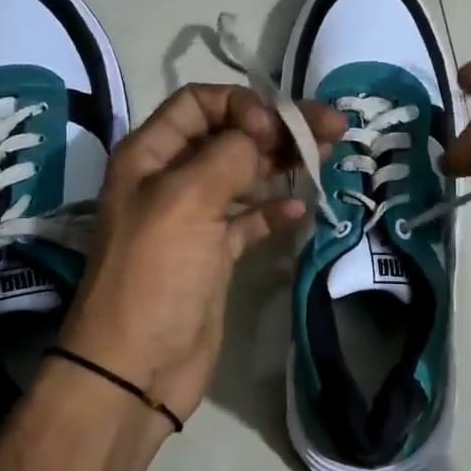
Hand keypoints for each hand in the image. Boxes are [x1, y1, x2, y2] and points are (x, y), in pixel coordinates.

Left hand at [60, 84, 343, 425]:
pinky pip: (249, 219)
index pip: (199, 103)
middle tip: (333, 126)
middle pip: (230, 135)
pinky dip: (274, 209)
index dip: (241, 106)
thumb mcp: (185, 201)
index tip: (274, 130)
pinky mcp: (215, 254)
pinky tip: (300, 207)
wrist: (137, 367)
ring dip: (283, 162)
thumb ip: (228, 155)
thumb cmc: (155, 275)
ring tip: (329, 153)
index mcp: (150, 156)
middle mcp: (171, 179)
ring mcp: (195, 218)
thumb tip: (262, 132)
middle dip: (279, 127)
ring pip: (244, 174)